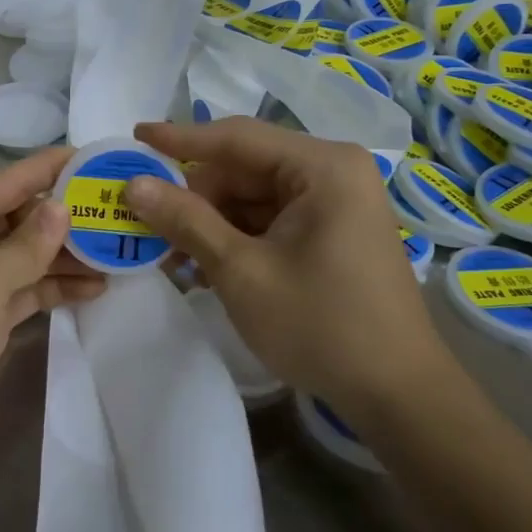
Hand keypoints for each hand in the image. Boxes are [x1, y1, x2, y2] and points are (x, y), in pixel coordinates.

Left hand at [0, 148, 104, 494]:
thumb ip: (27, 244)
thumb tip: (63, 208)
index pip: (2, 183)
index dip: (48, 170)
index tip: (94, 156)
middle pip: (16, 218)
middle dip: (64, 217)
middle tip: (118, 209)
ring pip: (25, 256)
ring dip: (66, 255)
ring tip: (118, 249)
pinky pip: (25, 290)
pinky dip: (55, 287)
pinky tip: (96, 286)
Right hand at [125, 118, 452, 409]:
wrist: (398, 395)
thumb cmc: (321, 325)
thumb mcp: (241, 271)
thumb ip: (186, 221)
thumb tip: (134, 184)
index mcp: (322, 166)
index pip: (237, 137)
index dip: (179, 139)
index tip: (134, 136)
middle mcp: (332, 172)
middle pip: (244, 168)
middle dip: (195, 197)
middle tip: (146, 221)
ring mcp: (335, 202)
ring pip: (252, 196)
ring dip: (210, 223)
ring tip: (171, 256)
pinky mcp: (332, 231)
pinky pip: (270, 219)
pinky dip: (235, 238)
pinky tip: (203, 267)